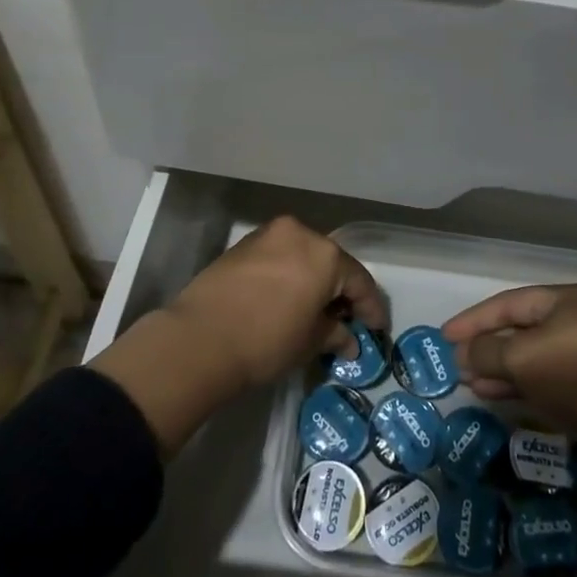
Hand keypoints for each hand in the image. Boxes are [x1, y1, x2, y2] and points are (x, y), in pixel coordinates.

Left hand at [93, 217, 386, 456]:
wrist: (199, 338)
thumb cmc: (266, 341)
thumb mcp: (309, 343)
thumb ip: (334, 334)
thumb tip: (348, 339)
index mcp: (325, 254)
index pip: (360, 280)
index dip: (371, 308)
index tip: (376, 329)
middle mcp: (300, 234)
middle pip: (332, 262)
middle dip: (341, 291)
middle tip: (347, 320)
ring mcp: (269, 235)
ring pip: (304, 256)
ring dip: (313, 280)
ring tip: (315, 310)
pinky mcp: (244, 244)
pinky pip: (279, 257)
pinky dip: (290, 274)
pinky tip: (287, 298)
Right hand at [441, 284, 576, 434]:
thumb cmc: (569, 375)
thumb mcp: (518, 358)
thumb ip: (484, 351)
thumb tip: (463, 355)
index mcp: (565, 300)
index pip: (508, 303)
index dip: (473, 319)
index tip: (446, 336)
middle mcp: (576, 319)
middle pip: (519, 328)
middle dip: (486, 346)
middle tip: (456, 360)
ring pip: (529, 355)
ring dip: (497, 367)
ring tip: (468, 381)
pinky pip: (542, 375)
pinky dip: (516, 382)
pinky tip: (490, 392)